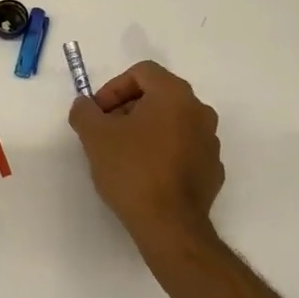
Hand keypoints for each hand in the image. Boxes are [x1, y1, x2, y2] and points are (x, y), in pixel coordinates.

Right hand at [69, 61, 222, 240]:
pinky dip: (164, 152)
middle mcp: (200, 111)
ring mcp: (211, 141)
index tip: (98, 113)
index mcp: (175, 95)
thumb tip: (85, 105)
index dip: (113, 87)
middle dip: (128, 109)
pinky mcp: (213, 170)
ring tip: (124, 155)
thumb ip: (85, 111)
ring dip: (146, 130)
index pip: (142, 72)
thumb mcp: (95, 136)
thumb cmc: (132, 170)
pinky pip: (184, 149)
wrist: (169, 225)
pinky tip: (146, 175)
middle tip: (106, 132)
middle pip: (159, 96)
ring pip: (172, 123)